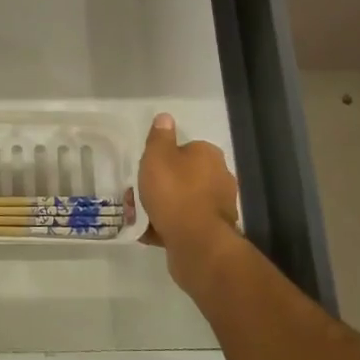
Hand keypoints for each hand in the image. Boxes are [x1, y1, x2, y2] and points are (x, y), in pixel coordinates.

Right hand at [139, 113, 242, 291]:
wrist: (196, 243)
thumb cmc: (175, 192)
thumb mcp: (158, 157)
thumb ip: (160, 137)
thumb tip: (165, 117)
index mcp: (209, 156)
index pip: (186, 148)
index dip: (164, 158)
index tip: (147, 169)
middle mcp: (220, 178)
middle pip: (185, 176)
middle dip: (163, 184)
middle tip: (138, 193)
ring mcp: (219, 207)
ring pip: (184, 201)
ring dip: (164, 207)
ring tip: (139, 216)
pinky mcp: (213, 232)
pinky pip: (185, 224)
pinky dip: (169, 226)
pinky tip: (149, 233)